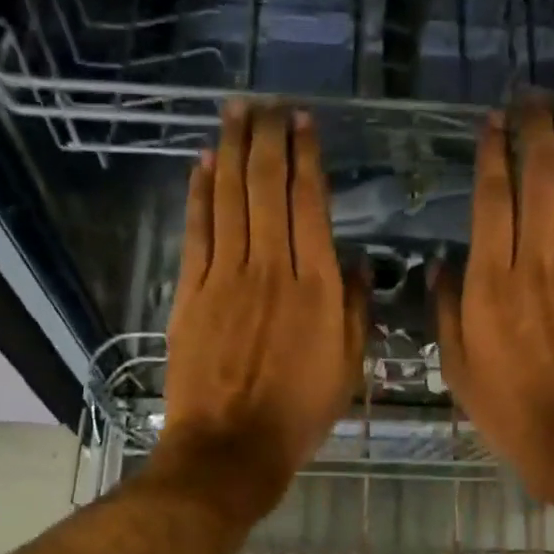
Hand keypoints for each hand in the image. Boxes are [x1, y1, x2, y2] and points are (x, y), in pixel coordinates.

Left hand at [155, 102, 366, 520]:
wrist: (231, 448)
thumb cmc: (298, 414)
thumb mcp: (348, 368)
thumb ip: (356, 310)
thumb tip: (361, 263)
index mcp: (318, 287)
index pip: (310, 204)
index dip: (305, 158)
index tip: (304, 124)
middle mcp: (272, 268)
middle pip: (266, 187)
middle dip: (267, 138)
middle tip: (267, 105)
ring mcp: (226, 276)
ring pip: (229, 198)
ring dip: (230, 150)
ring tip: (235, 113)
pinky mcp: (192, 291)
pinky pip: (197, 230)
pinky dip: (199, 193)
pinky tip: (202, 164)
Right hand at [434, 102, 553, 536]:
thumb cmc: (511, 411)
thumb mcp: (458, 368)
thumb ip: (446, 310)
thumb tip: (441, 265)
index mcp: (491, 284)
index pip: (492, 199)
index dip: (492, 153)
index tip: (491, 123)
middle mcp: (538, 263)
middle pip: (541, 178)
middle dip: (536, 131)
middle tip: (532, 100)